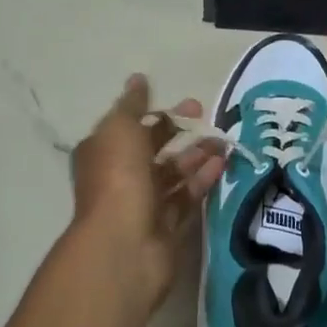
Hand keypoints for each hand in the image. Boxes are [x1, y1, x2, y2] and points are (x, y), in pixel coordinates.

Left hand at [68, 74, 224, 308]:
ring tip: (223, 142)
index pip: (130, 127)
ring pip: (173, 174)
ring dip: (196, 156)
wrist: (123, 246)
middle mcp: (120, 177)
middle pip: (153, 149)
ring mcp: (143, 204)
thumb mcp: (120, 130)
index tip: (187, 103)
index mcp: (103, 153)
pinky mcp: (166, 227)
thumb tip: (138, 80)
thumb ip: (132, 105)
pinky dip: (201, 181)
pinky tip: (222, 165)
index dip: (157, 113)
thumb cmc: (117, 179)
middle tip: (209, 117)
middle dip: (180, 132)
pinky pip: (186, 198)